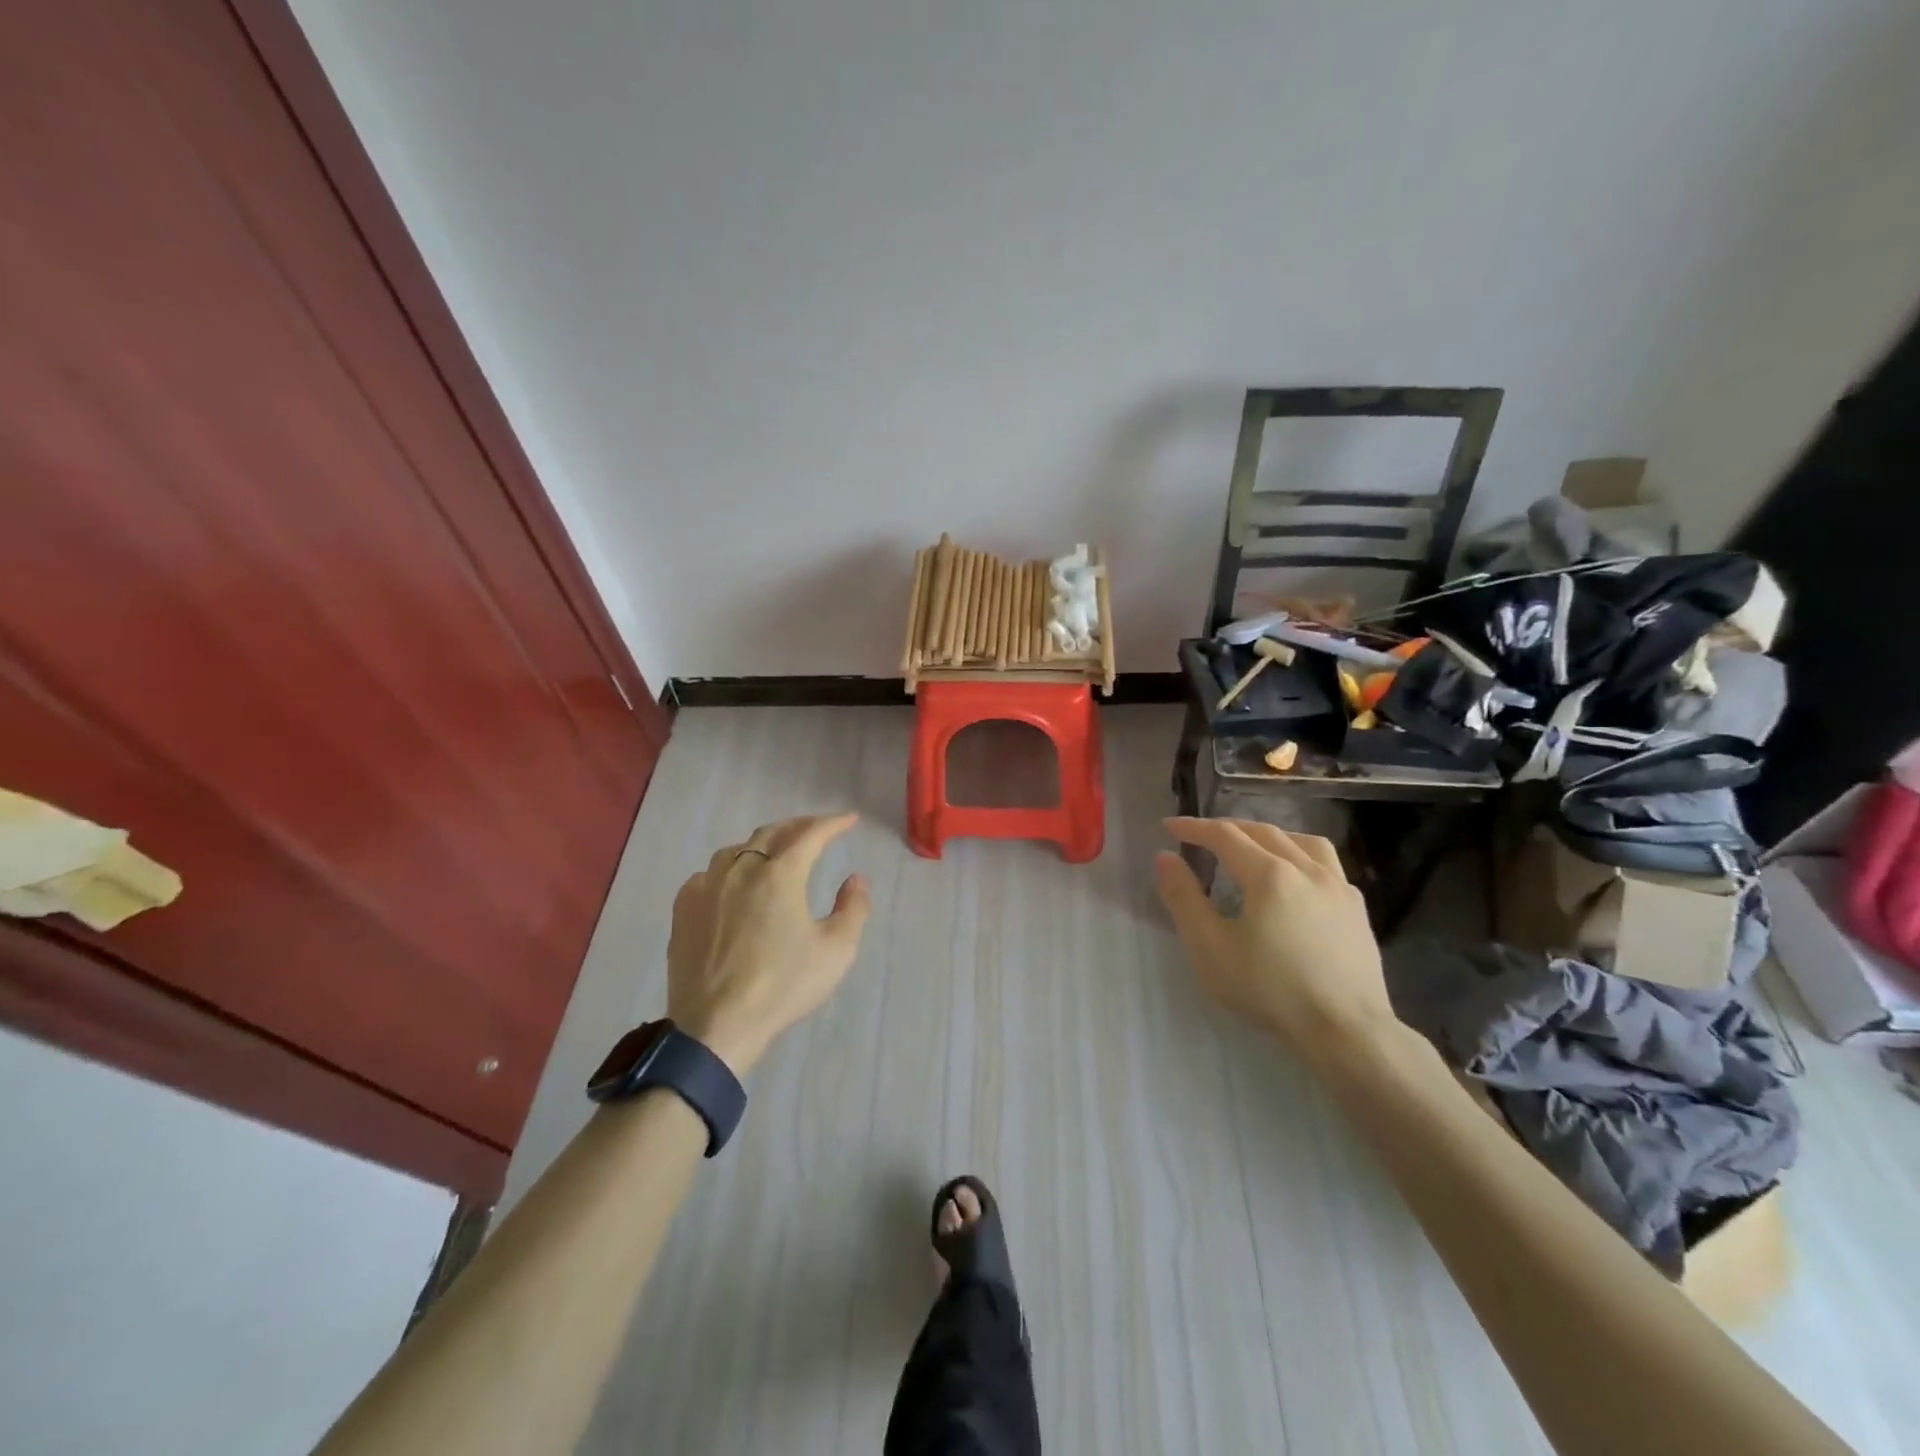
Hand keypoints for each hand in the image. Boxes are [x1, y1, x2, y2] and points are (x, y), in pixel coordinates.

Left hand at [666, 813, 871, 1076]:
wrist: (716, 1026)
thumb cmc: (782, 986)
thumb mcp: (836, 951)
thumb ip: (853, 908)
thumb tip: (855, 879)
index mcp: (780, 874)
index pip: (811, 834)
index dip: (833, 823)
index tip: (849, 819)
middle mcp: (741, 869)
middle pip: (772, 833)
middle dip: (799, 826)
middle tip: (817, 829)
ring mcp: (707, 886)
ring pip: (737, 849)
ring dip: (762, 844)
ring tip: (776, 852)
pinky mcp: (683, 908)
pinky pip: (709, 874)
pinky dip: (729, 868)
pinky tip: (733, 883)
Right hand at [1154, 817, 1397, 1064]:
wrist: (1346, 1031)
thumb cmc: (1270, 990)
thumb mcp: (1210, 948)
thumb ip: (1183, 898)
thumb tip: (1166, 858)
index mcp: (1269, 874)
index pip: (1225, 835)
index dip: (1194, 827)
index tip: (1170, 826)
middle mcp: (1307, 869)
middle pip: (1263, 832)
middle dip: (1229, 828)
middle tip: (1203, 835)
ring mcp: (1339, 888)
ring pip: (1303, 841)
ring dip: (1271, 836)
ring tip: (1254, 848)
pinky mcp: (1358, 910)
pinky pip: (1328, 866)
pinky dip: (1302, 858)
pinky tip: (1297, 881)